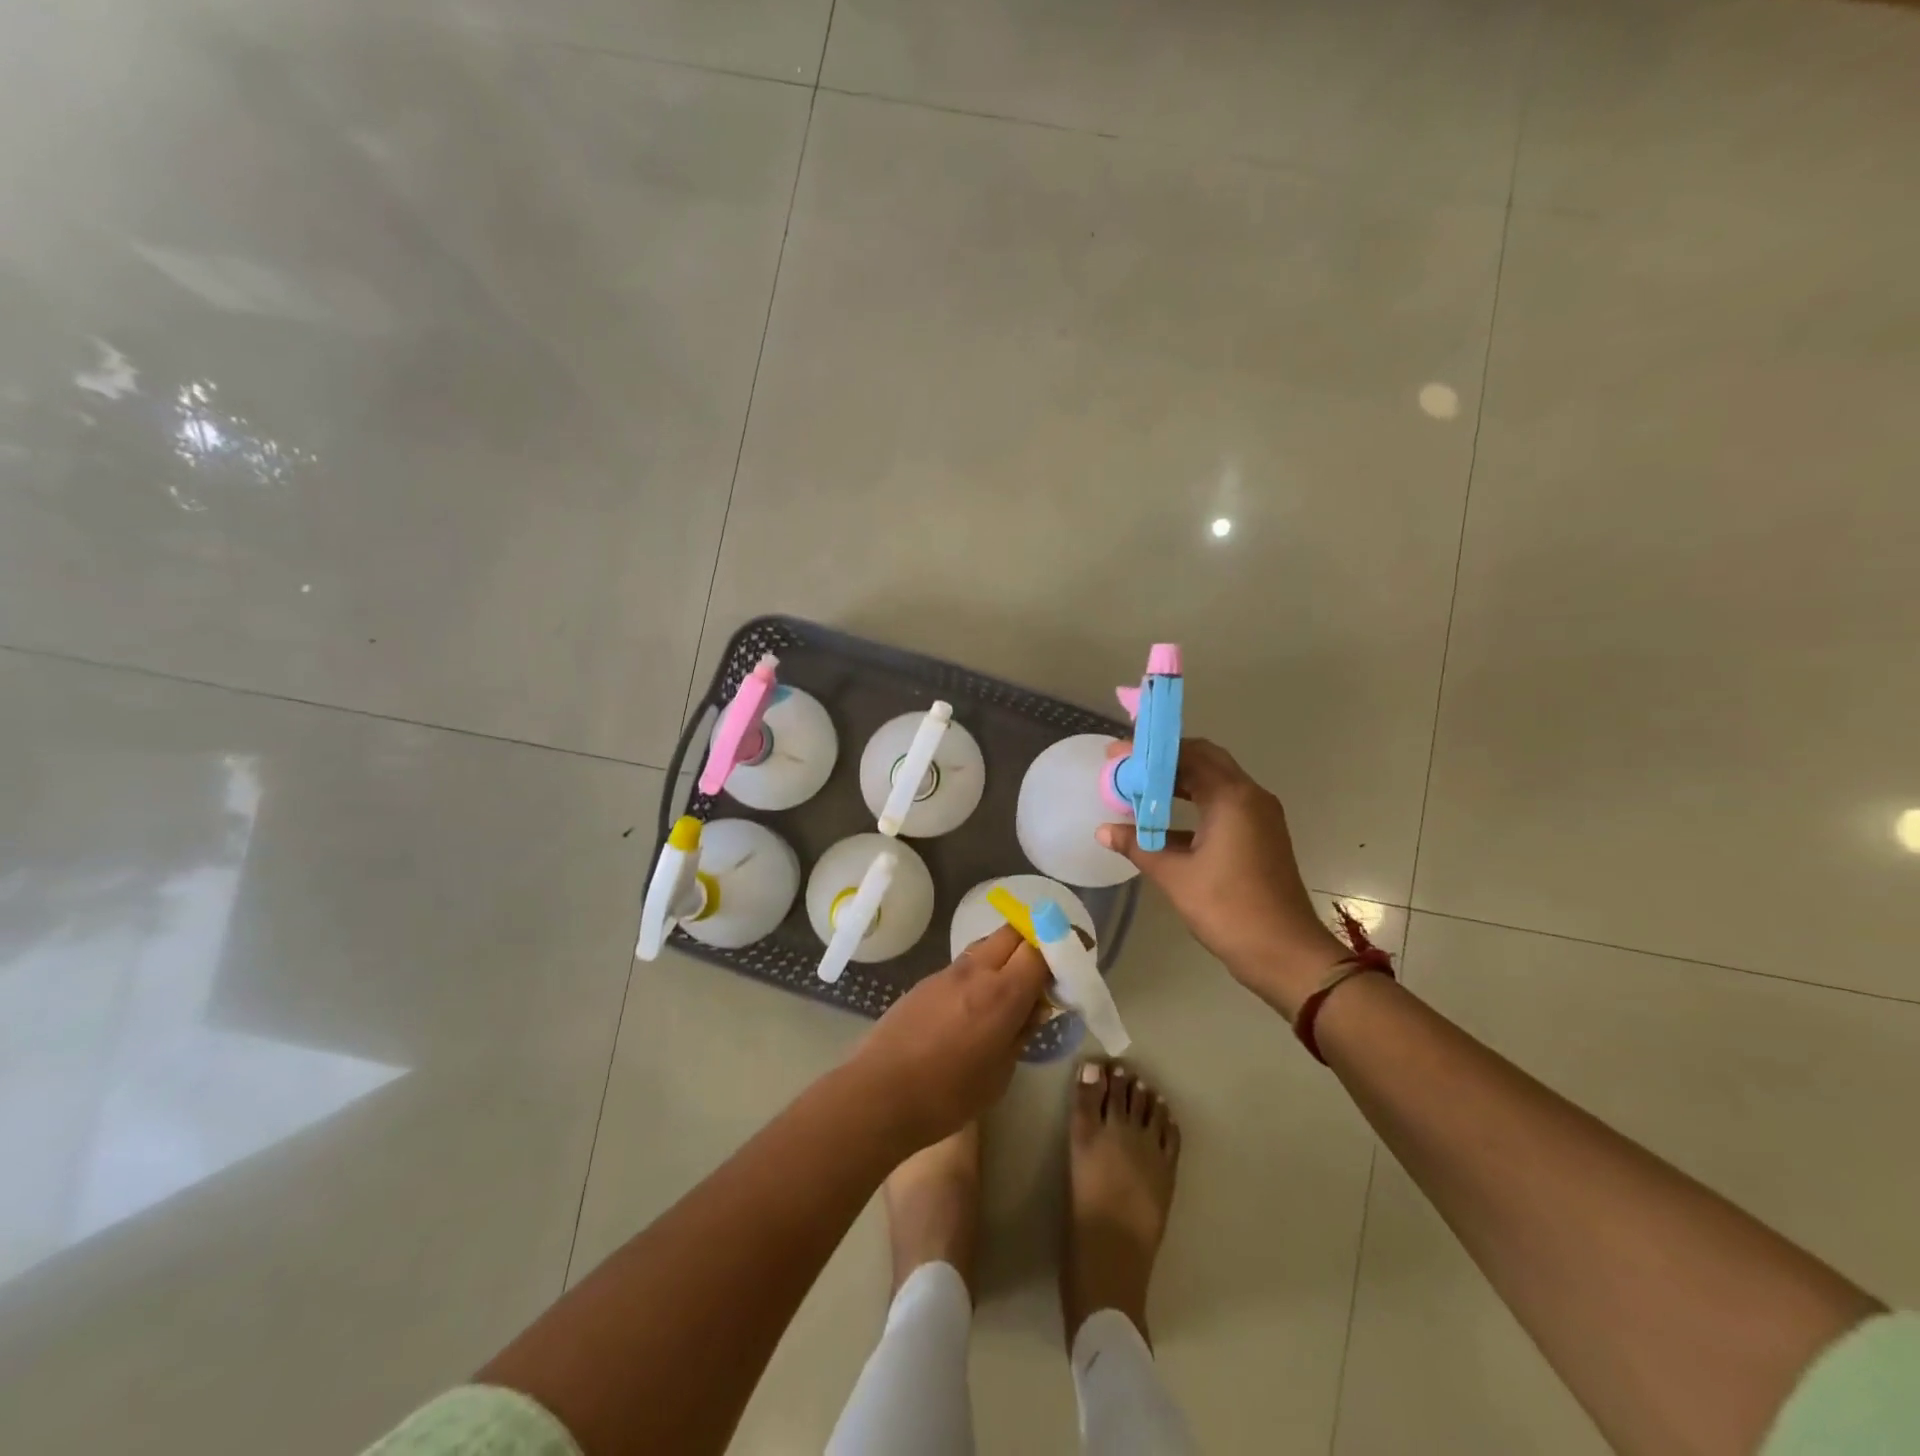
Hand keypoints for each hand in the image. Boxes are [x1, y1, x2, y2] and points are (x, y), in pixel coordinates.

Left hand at [846, 924, 1052, 1149]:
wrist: (879, 1094)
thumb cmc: (947, 1095)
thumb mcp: (1000, 1073)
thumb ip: (1021, 1033)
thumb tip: (1034, 1007)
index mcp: (1002, 993)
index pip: (1040, 948)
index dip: (1062, 944)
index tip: (1078, 948)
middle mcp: (976, 971)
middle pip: (1013, 931)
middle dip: (1035, 938)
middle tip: (1047, 964)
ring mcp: (947, 973)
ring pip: (986, 944)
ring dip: (1007, 952)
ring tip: (1014, 982)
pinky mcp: (926, 982)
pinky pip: (965, 963)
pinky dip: (982, 968)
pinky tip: (980, 1000)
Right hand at [1099, 738, 1347, 1016]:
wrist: (1285, 953)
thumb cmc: (1228, 909)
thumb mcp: (1174, 876)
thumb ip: (1137, 846)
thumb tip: (1103, 830)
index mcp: (1231, 797)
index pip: (1186, 754)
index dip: (1148, 753)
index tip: (1115, 756)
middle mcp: (1250, 796)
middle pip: (1204, 760)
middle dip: (1164, 761)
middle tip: (1127, 768)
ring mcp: (1260, 816)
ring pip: (1215, 782)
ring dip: (1179, 781)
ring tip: (1140, 789)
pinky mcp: (1261, 835)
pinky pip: (1223, 804)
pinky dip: (1194, 803)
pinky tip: (1164, 822)